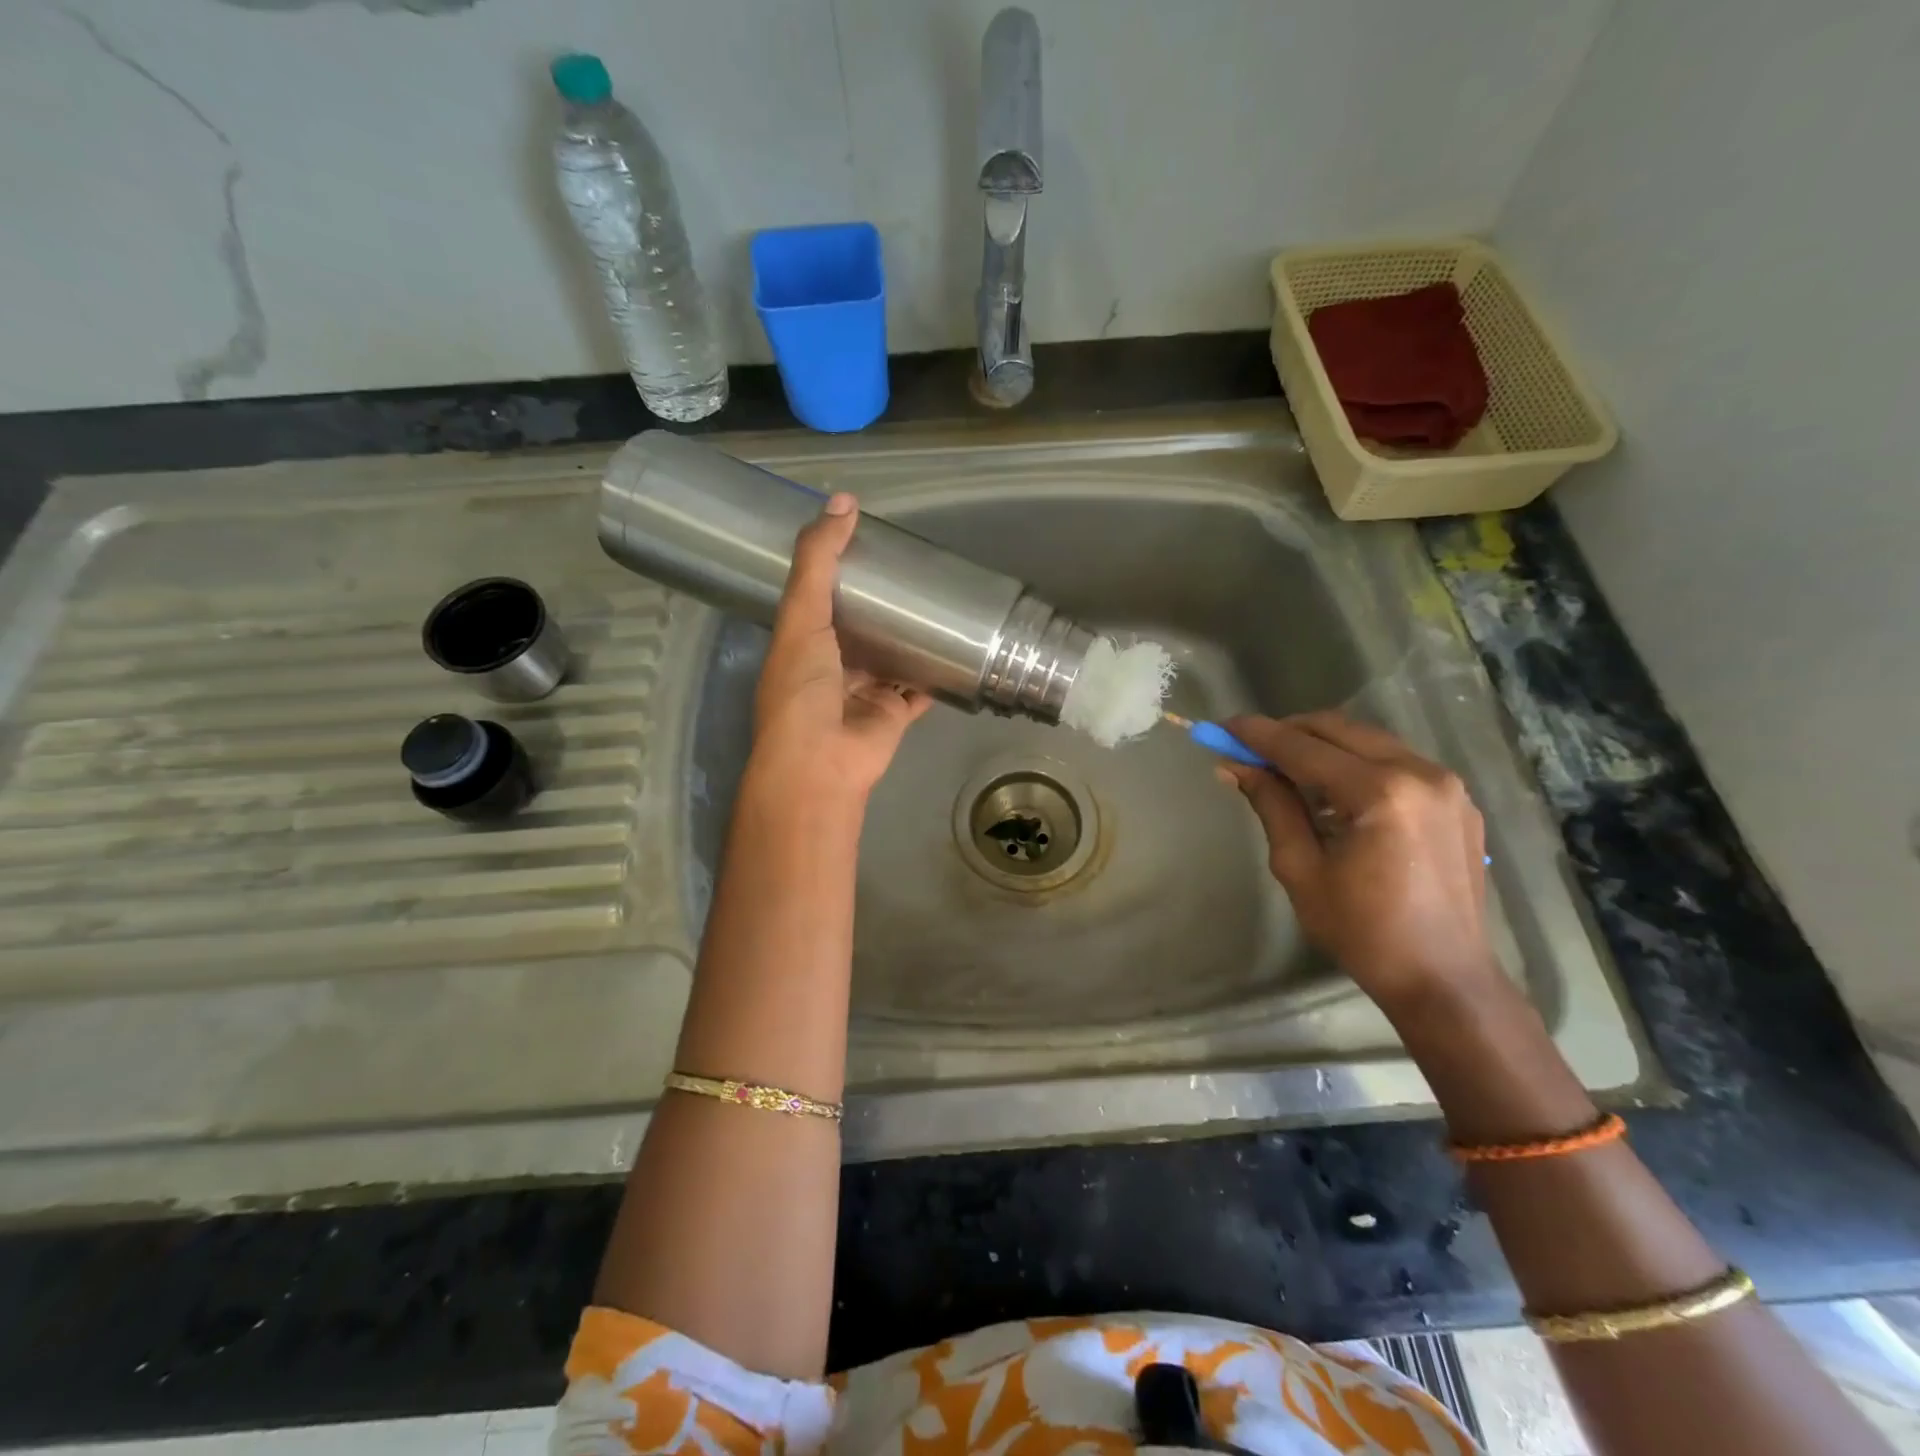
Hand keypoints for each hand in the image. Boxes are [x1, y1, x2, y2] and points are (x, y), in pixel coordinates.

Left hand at [749, 494, 932, 803]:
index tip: (868, 543)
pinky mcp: (894, 713)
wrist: (822, 762)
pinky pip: (918, 689)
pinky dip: (934, 674)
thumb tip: (843, 501)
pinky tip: (956, 649)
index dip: (838, 573)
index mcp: (800, 644)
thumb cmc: (802, 687)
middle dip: (882, 605)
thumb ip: (818, 561)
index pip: (819, 600)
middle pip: (860, 629)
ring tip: (939, 601)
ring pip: (891, 659)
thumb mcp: (801, 615)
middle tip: (912, 569)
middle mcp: (831, 668)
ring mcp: (864, 692)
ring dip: (910, 638)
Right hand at [1220, 712, 1496, 1009]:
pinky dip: (1356, 763)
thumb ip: (1271, 806)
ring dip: (1322, 745)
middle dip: (1289, 732)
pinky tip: (1335, 794)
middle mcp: (1419, 772)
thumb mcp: (1300, 868)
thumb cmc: (1362, 931)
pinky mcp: (1457, 799)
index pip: (1303, 747)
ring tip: (1288, 772)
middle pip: (1338, 728)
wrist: (1444, 977)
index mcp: (1379, 793)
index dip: (1257, 735)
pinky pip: (1396, 761)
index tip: (1222, 727)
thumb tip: (1235, 766)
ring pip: (1368, 739)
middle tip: (1251, 749)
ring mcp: (1446, 783)